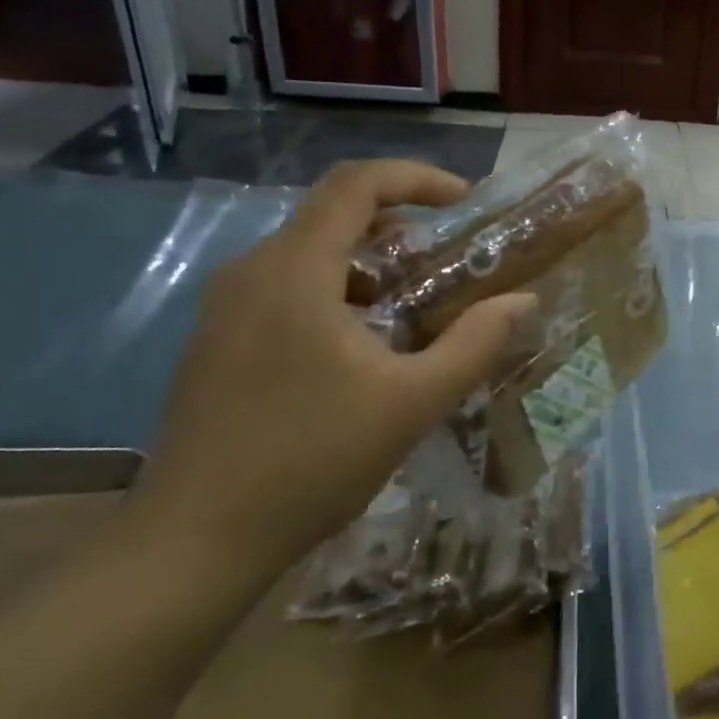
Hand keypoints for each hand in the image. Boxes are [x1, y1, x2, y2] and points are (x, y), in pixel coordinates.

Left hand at [137, 160, 533, 580]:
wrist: (195, 541)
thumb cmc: (311, 460)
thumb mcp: (412, 401)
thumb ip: (474, 344)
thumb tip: (523, 301)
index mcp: (294, 271)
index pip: (356, 184)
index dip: (416, 178)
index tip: (463, 201)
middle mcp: (251, 271)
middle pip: (331, 214)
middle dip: (397, 224)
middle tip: (445, 259)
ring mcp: (224, 307)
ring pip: (306, 253)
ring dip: (365, 262)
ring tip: (410, 305)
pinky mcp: (215, 340)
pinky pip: (284, 287)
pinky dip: (333, 291)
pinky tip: (358, 347)